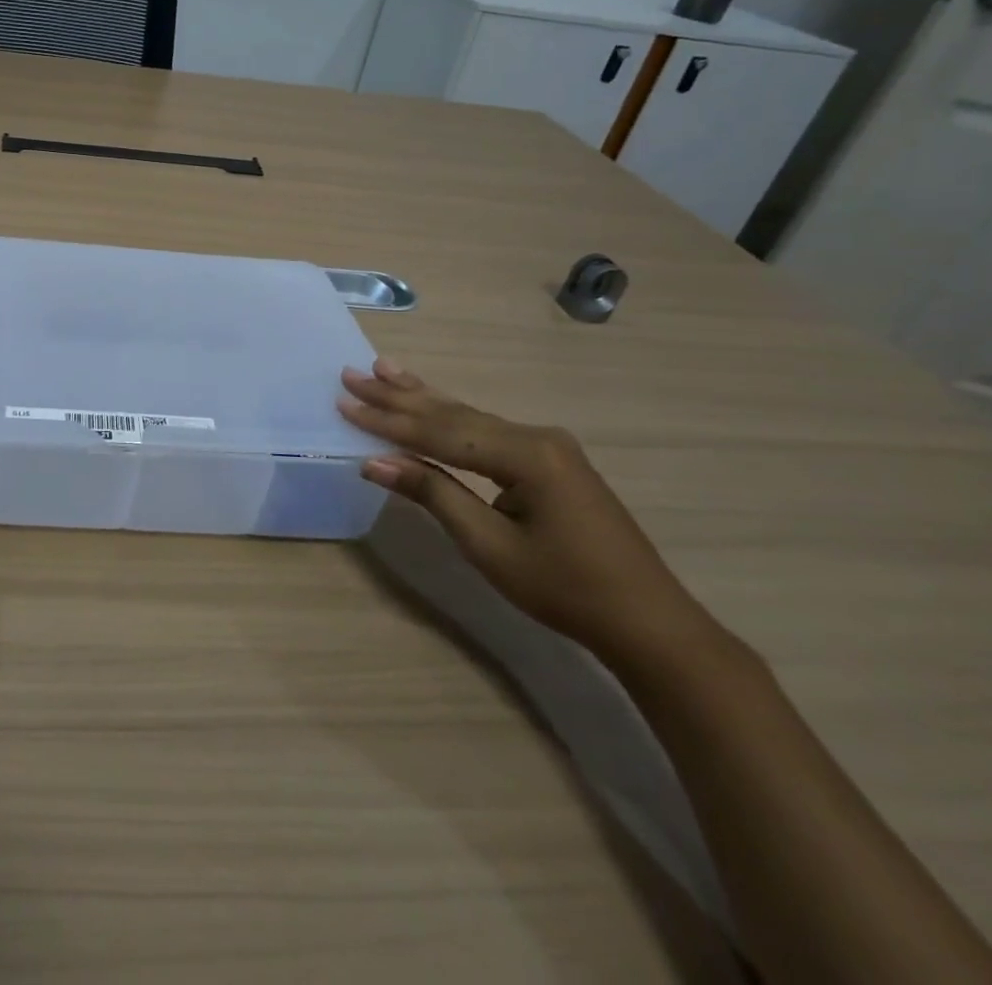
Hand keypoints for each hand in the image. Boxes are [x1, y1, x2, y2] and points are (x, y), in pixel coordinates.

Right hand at [338, 359, 713, 665]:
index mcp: (526, 455)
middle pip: (453, 414)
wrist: (646, 621)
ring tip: (382, 369)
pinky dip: (450, 417)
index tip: (344, 403)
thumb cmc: (565, 588)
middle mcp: (536, 436)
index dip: (388, 422)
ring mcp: (546, 445)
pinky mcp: (548, 460)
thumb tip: (375, 462)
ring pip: (469, 416)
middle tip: (352, 375)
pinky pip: (486, 431)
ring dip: (421, 397)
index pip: (440, 433)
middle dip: (398, 397)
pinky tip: (431, 401)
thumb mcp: (489, 546)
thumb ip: (433, 493)